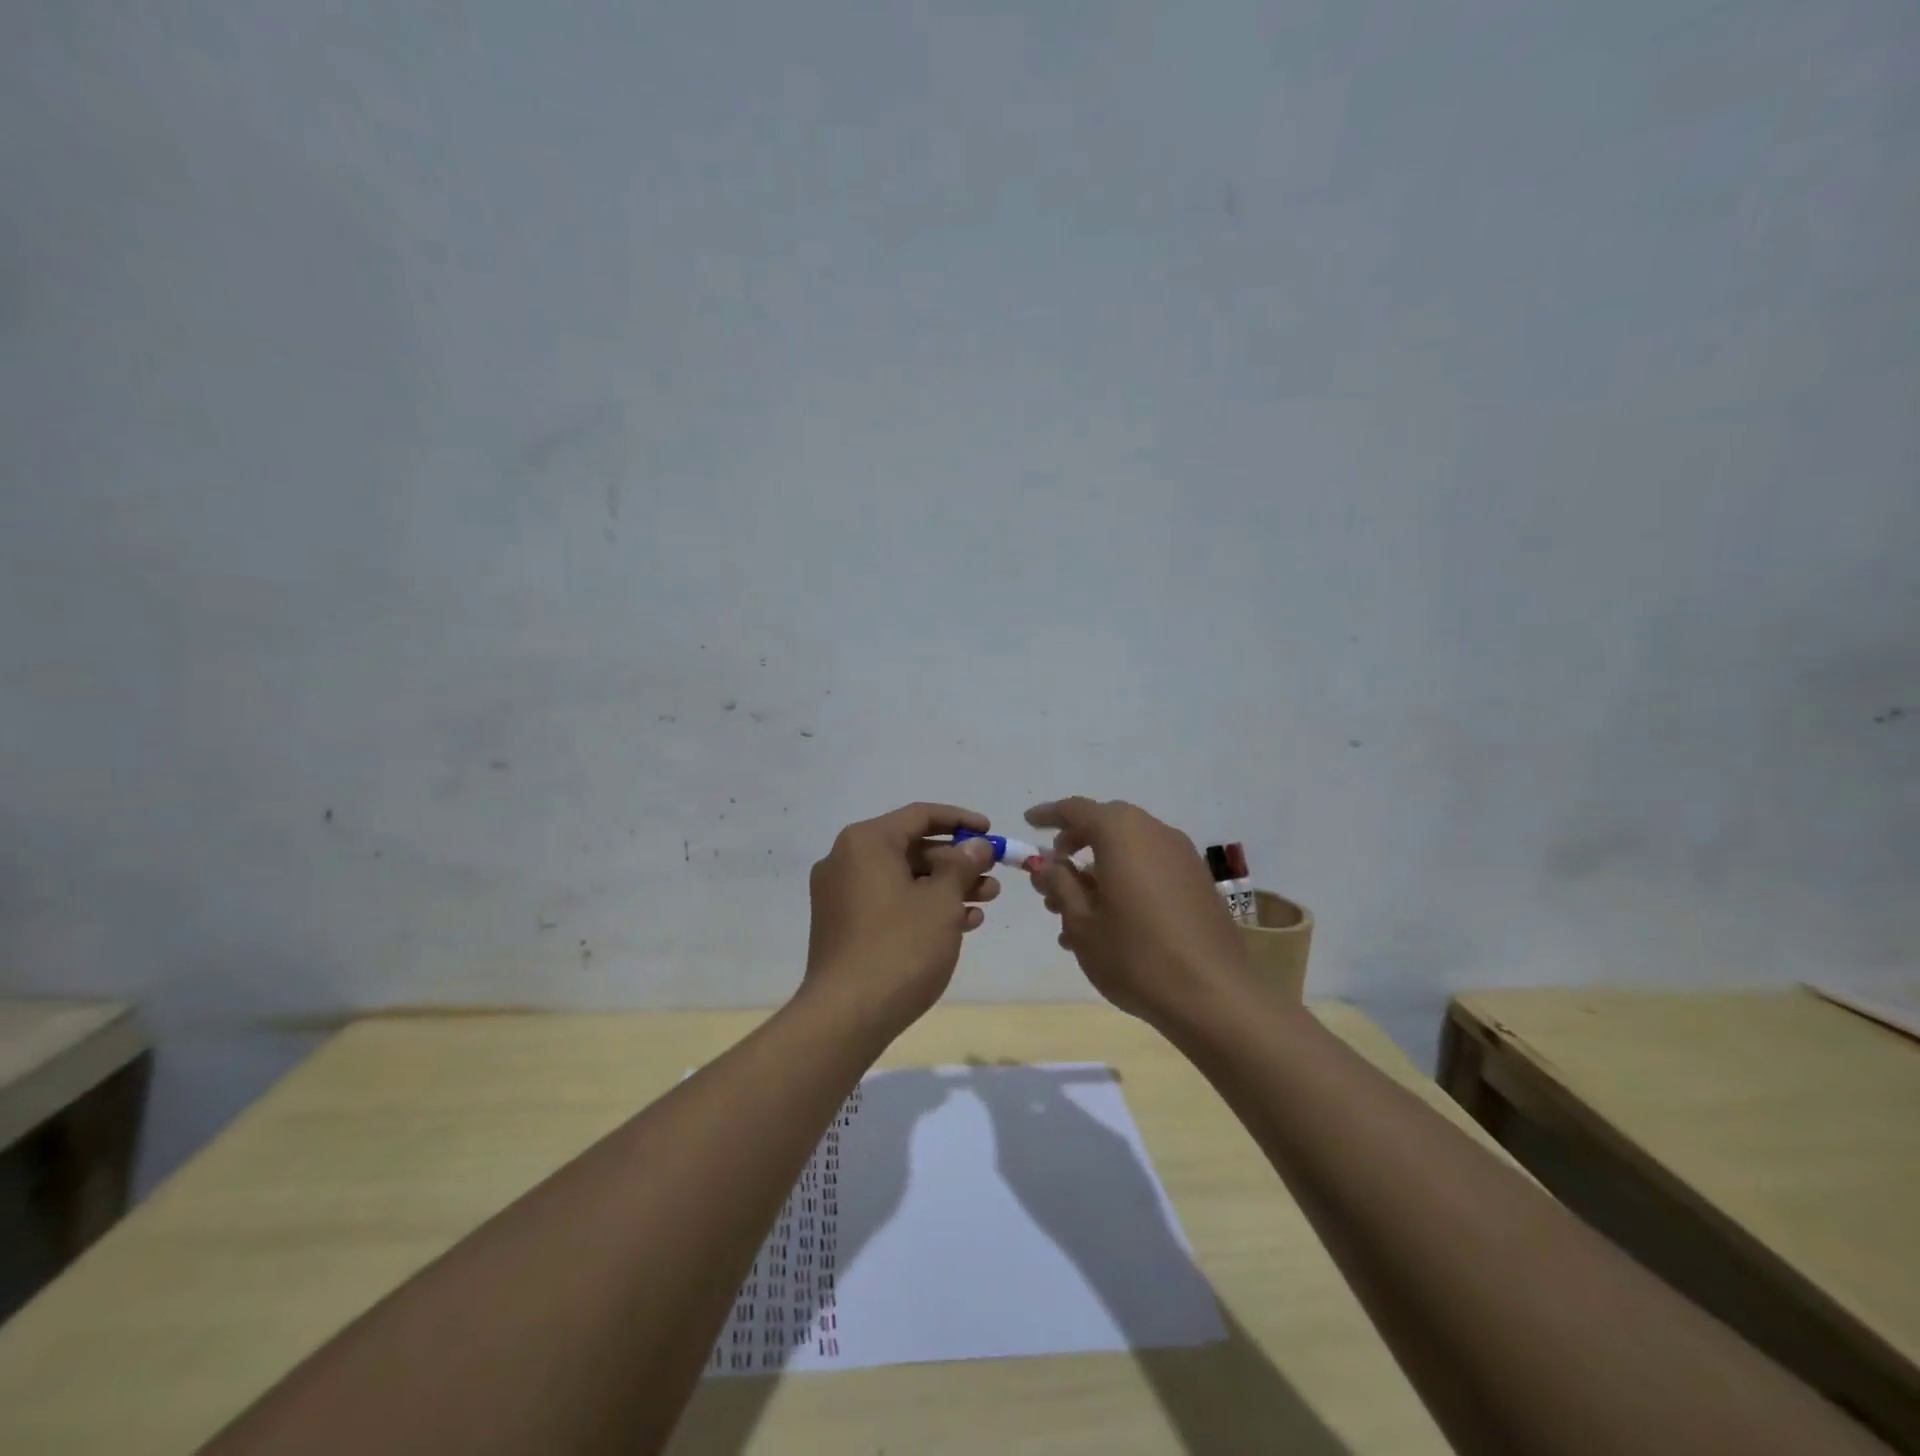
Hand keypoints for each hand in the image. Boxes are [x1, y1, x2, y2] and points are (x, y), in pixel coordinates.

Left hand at [802, 802, 1000, 1031]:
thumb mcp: (942, 901)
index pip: (920, 815)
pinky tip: (960, 923)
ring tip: (986, 901)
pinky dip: (923, 907)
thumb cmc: (900, 946)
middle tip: (992, 875)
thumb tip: (973, 845)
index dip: (961, 820)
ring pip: (903, 878)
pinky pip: (890, 902)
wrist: (846, 1015)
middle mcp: (846, 860)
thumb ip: (961, 865)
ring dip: (945, 886)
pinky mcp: (844, 926)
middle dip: (956, 861)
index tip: (990, 832)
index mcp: (866, 842)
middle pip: (911, 847)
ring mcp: (841, 895)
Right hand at [1025, 797, 1249, 1026]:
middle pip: (1108, 823)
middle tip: (1055, 867)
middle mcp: (1155, 833)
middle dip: (1077, 840)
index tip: (1029, 823)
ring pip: (1131, 848)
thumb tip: (1047, 865)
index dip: (1049, 815)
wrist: (1213, 996)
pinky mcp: (1198, 883)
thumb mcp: (1082, 923)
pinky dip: (1126, 879)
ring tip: (1075, 908)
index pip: (1077, 809)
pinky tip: (1110, 922)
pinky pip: (1152, 867)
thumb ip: (1060, 886)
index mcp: (1122, 834)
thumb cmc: (1135, 955)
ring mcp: (1182, 857)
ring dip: (1100, 866)